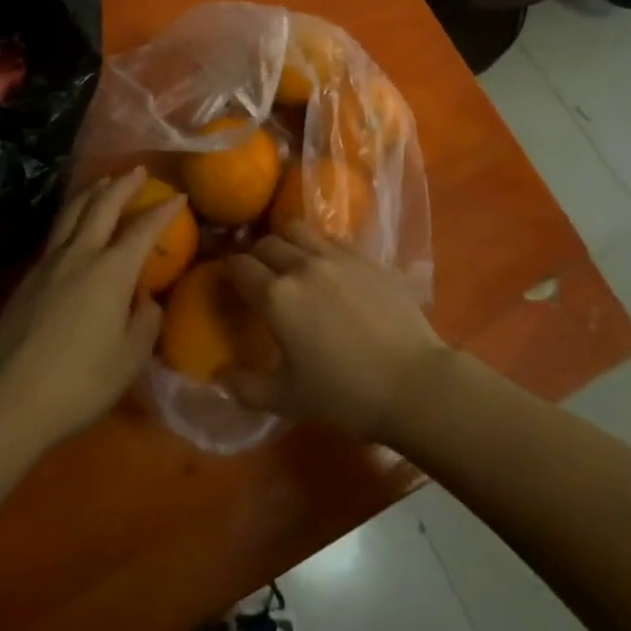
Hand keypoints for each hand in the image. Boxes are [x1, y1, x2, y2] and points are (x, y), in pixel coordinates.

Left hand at [0, 168, 178, 448]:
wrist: (9, 398)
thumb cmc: (80, 382)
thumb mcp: (129, 359)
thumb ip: (145, 322)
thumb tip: (145, 299)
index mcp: (112, 271)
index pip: (143, 229)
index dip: (163, 211)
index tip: (178, 196)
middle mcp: (81, 255)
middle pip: (102, 206)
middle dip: (122, 185)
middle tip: (137, 170)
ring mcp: (49, 263)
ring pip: (72, 213)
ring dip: (91, 193)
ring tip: (102, 182)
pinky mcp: (27, 278)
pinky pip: (55, 234)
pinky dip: (71, 218)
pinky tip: (74, 226)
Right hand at [221, 231, 449, 441]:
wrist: (413, 382)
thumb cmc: (345, 395)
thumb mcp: (288, 400)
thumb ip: (245, 388)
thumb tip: (217, 378)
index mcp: (277, 296)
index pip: (239, 266)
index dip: (228, 271)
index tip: (228, 282)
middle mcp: (302, 266)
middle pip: (267, 243)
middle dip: (256, 256)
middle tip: (260, 277)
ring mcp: (337, 257)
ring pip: (299, 231)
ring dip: (287, 243)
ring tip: (293, 264)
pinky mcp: (367, 257)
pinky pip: (333, 240)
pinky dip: (322, 248)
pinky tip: (330, 270)